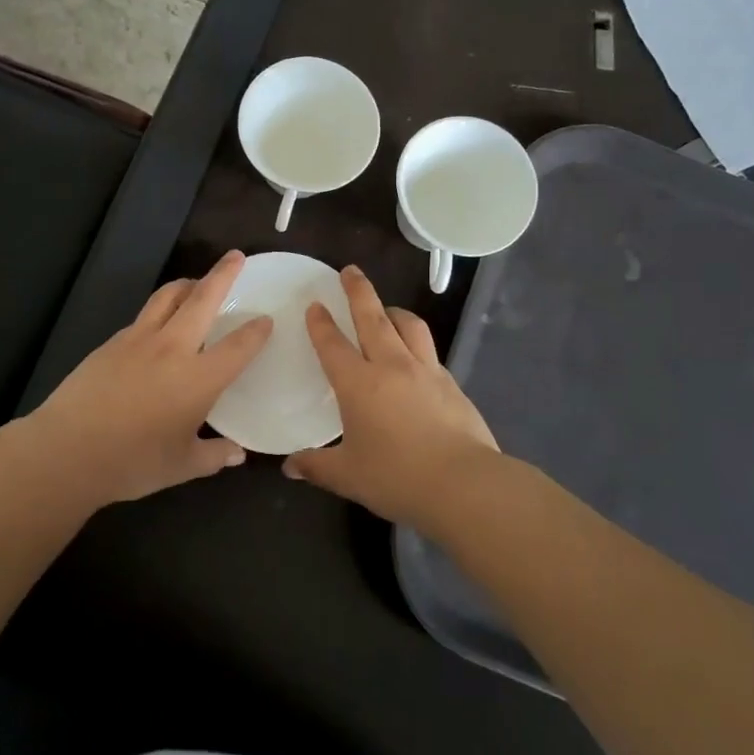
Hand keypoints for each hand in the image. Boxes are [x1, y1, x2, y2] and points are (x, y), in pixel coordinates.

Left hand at [24, 250, 272, 507]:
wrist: (67, 451)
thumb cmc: (133, 462)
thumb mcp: (182, 466)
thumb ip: (214, 456)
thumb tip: (237, 454)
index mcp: (199, 378)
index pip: (238, 346)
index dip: (256, 331)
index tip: (266, 319)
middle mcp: (172, 348)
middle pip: (202, 299)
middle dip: (223, 275)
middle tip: (236, 257)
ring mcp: (138, 340)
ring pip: (167, 297)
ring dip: (187, 284)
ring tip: (196, 282)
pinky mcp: (111, 343)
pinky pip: (143, 316)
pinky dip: (159, 310)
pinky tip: (158, 325)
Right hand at [285, 265, 501, 531]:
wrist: (463, 484)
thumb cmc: (397, 478)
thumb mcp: (348, 476)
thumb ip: (317, 466)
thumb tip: (290, 466)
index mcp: (359, 384)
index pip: (333, 344)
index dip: (321, 323)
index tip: (315, 304)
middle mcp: (391, 366)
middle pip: (372, 318)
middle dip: (359, 291)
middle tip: (351, 270)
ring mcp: (426, 371)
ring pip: (408, 325)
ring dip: (393, 310)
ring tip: (385, 308)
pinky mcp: (452, 384)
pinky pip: (430, 352)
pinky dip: (417, 343)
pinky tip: (416, 356)